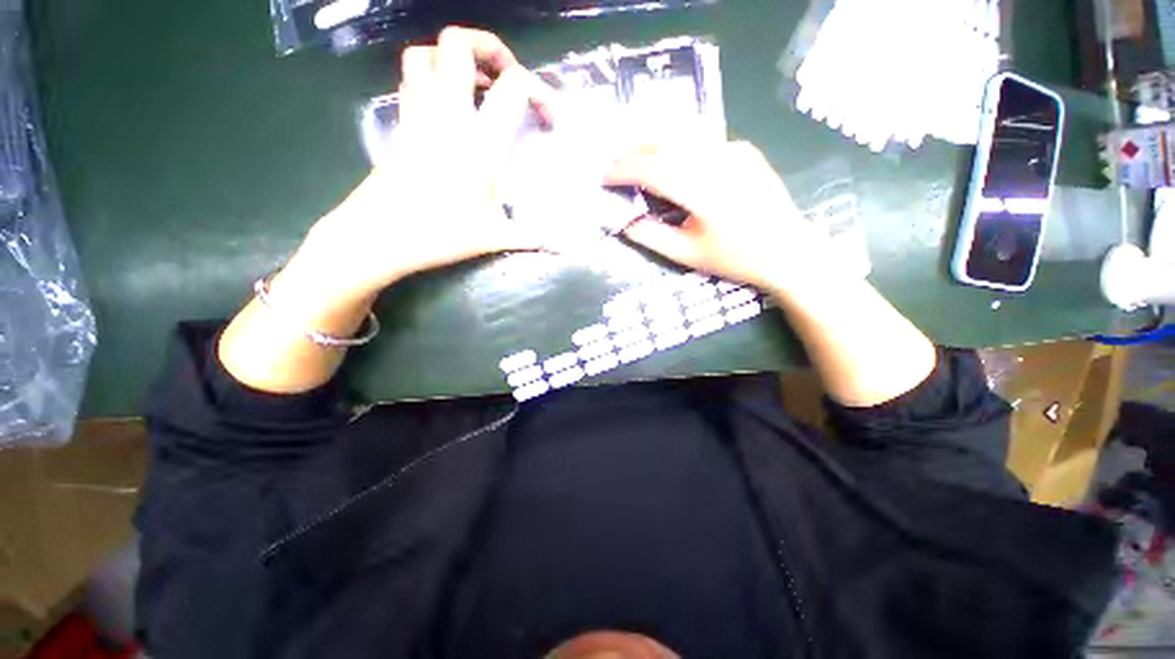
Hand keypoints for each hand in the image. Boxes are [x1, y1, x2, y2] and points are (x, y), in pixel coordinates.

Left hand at [297, 27, 553, 300]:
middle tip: (507, 77)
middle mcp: (446, 114)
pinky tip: (446, 106)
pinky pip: (410, 81)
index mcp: (478, 140)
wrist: (378, 236)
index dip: (541, 92)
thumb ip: (528, 237)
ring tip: (475, 85)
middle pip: (458, 43)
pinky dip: (430, 79)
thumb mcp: (493, 238)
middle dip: (489, 48)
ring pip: (425, 53)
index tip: (550, 120)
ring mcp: (417, 115)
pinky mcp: (400, 125)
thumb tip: (555, 244)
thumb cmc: (439, 234)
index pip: (514, 86)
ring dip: (453, 58)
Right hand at [606, 141, 840, 294]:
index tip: (604, 177)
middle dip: (632, 148)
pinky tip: (666, 155)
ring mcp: (734, 150)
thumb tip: (623, 220)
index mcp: (705, 192)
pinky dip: (676, 142)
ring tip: (631, 152)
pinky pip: (701, 138)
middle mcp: (719, 161)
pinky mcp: (743, 149)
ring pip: (683, 132)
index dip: (623, 171)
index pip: (653, 169)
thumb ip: (651, 236)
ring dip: (651, 139)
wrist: (788, 250)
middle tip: (611, 159)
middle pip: (666, 140)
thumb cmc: (735, 259)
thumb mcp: (687, 255)